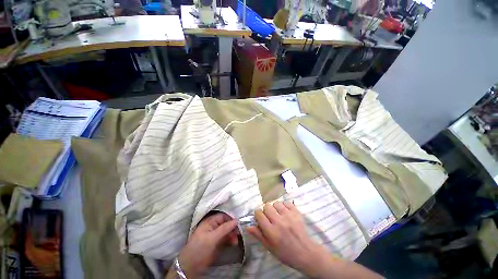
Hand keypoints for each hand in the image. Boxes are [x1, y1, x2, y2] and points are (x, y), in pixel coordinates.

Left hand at [177, 212, 238, 277]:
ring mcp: (215, 235)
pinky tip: (234, 243)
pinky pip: (226, 238)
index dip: (231, 219)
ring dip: (232, 234)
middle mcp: (213, 226)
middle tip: (239, 233)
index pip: (223, 216)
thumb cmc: (199, 248)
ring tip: (236, 240)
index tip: (239, 224)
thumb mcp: (212, 238)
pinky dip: (230, 239)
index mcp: (210, 221)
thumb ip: (225, 228)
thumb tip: (236, 220)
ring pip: (227, 231)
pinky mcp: (217, 243)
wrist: (191, 267)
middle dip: (233, 228)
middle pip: (226, 223)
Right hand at [246, 202, 331, 276]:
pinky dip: (284, 206)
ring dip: (275, 208)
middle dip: (266, 211)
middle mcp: (279, 221)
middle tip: (270, 218)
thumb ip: (258, 235)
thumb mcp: (270, 248)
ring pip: (275, 203)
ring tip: (278, 215)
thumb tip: (247, 226)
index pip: (259, 214)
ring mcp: (288, 215)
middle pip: (266, 206)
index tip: (260, 218)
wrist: (306, 253)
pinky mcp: (296, 212)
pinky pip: (286, 202)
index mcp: (271, 231)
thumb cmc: (286, 253)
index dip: (258, 215)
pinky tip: (285, 212)